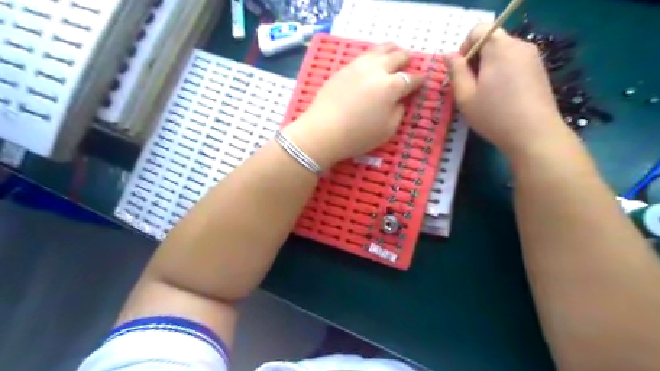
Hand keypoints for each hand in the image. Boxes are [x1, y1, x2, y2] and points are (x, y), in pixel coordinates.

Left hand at [284, 44, 422, 169]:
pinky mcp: (344, 68)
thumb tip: (400, 100)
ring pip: (379, 50)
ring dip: (390, 50)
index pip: (411, 79)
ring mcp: (358, 66)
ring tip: (394, 51)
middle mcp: (377, 70)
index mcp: (392, 87)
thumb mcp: (387, 130)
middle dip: (406, 59)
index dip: (419, 80)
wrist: (323, 132)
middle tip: (409, 62)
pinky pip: (363, 55)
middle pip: (397, 57)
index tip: (421, 81)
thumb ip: (399, 111)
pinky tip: (372, 60)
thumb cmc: (358, 136)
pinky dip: (373, 55)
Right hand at [449, 23, 566, 155]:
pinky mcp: (539, 70)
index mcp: (499, 48)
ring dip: (488, 67)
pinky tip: (501, 96)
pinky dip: (502, 72)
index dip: (465, 47)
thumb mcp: (465, 96)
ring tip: (485, 94)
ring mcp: (533, 57)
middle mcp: (519, 45)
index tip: (461, 72)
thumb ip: (456, 71)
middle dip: (476, 59)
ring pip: (502, 53)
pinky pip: (514, 62)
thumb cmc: (494, 115)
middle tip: (470, 87)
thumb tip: (448, 54)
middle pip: (491, 41)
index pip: (478, 30)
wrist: (534, 135)